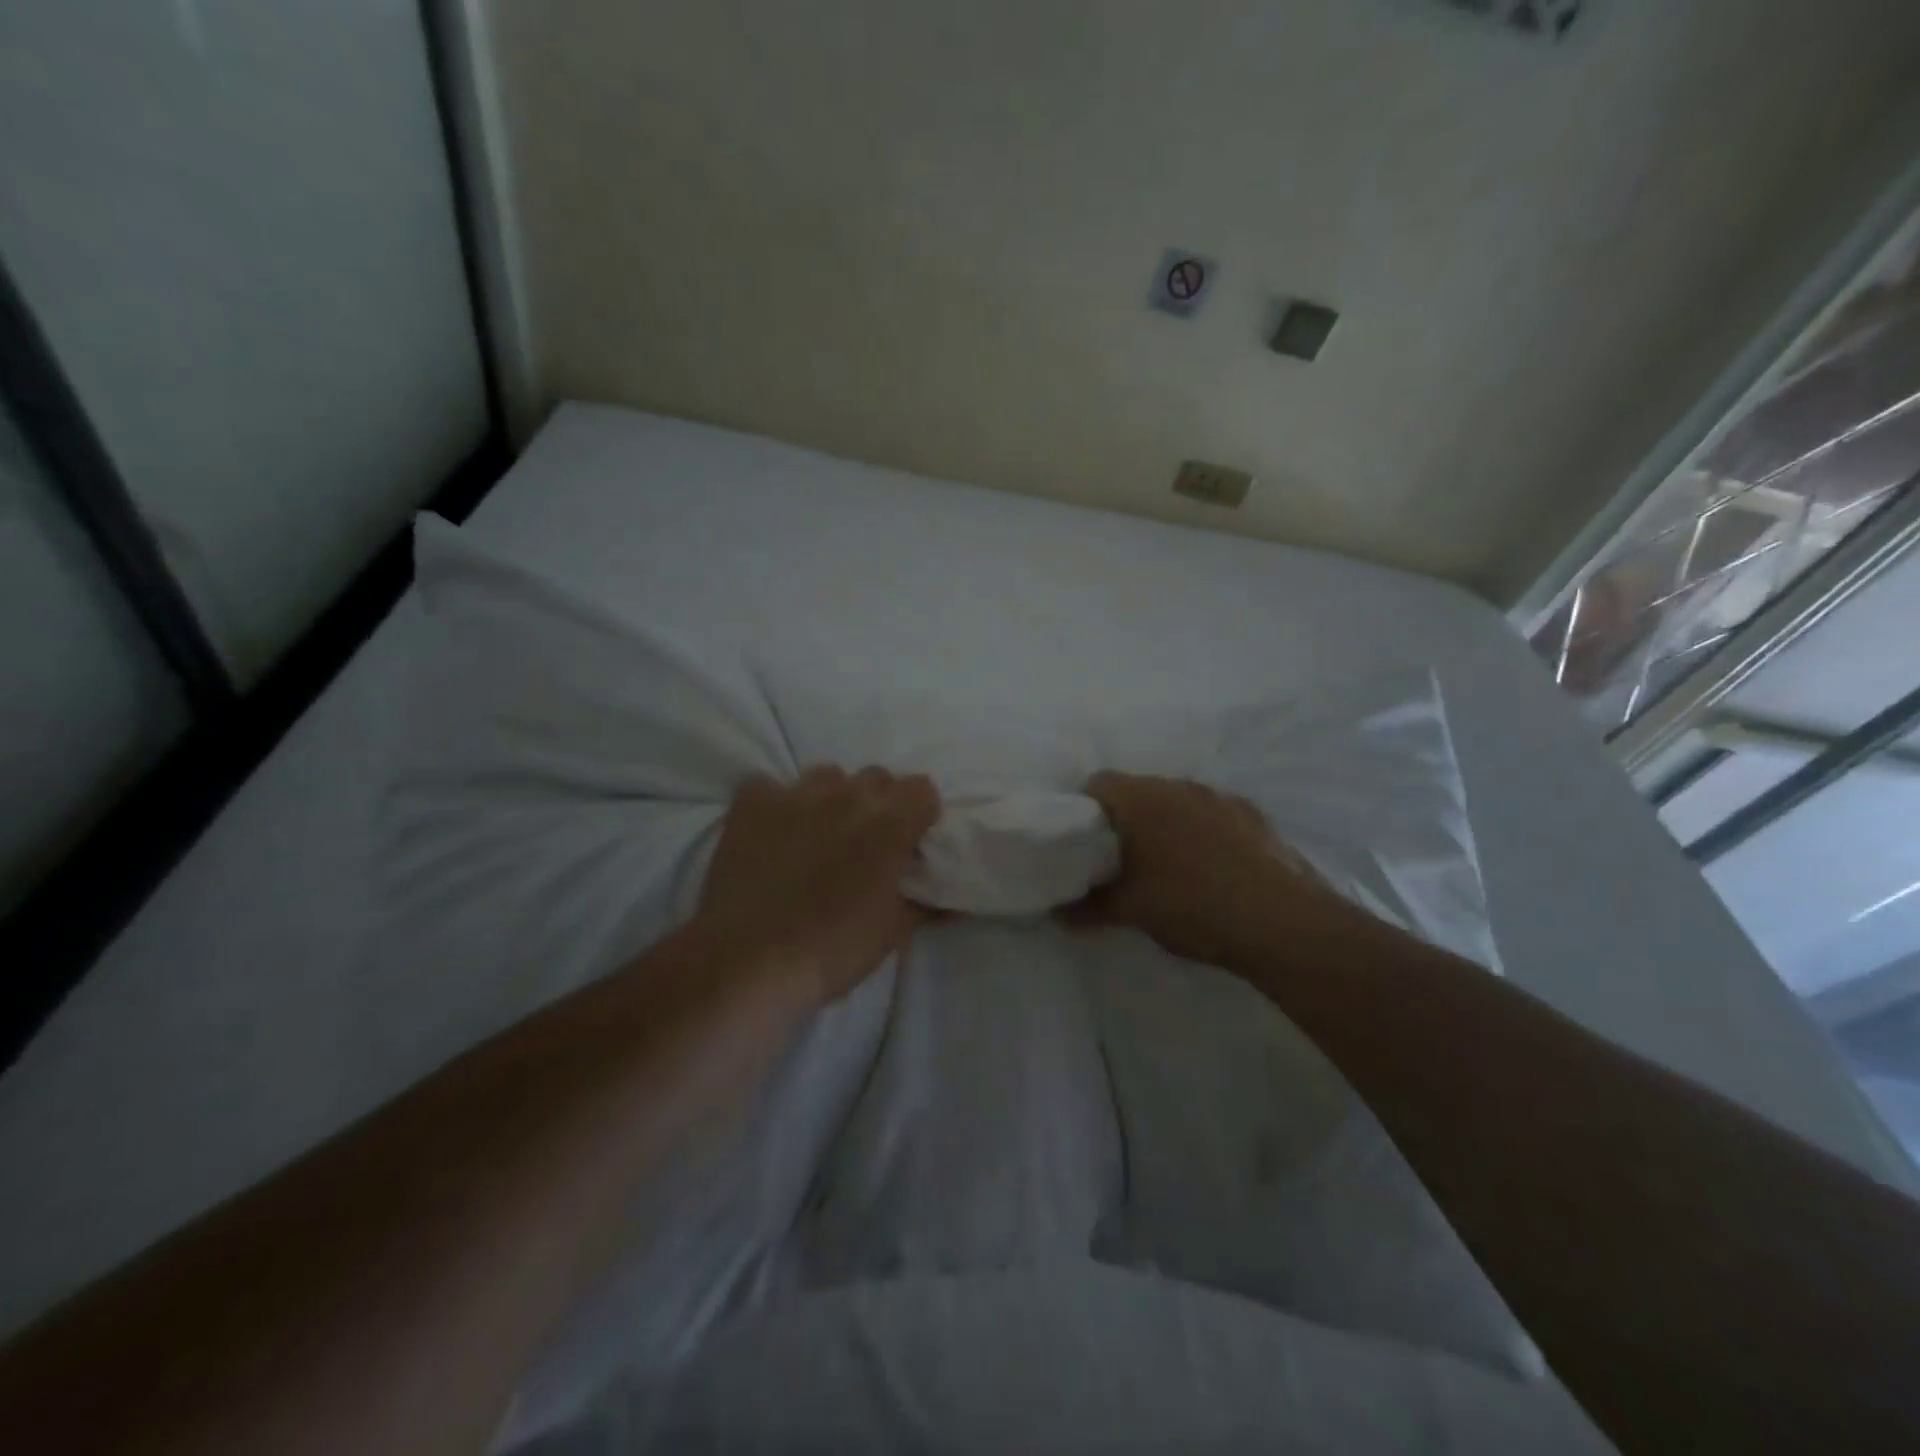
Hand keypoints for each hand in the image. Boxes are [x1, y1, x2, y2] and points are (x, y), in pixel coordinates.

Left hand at [694, 766, 939, 1003]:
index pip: (922, 789)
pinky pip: (769, 785)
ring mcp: (797, 795)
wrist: (747, 962)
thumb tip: (949, 899)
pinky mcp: (752, 802)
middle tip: (864, 841)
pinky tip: (771, 832)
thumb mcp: (890, 934)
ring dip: (831, 799)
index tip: (910, 840)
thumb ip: (924, 905)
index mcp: (889, 826)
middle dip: (878, 803)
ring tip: (818, 834)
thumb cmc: (830, 952)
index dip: (919, 813)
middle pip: (877, 777)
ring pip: (827, 776)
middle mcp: (847, 797)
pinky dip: (774, 803)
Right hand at [1069, 772, 1346, 966]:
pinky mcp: (1253, 815)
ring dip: (1166, 825)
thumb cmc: (1191, 905)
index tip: (1083, 843)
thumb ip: (1088, 908)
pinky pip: (1212, 815)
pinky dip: (1202, 833)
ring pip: (1177, 802)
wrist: (1282, 922)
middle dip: (1125, 820)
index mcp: (1141, 798)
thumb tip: (1058, 915)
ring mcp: (1220, 797)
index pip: (1097, 784)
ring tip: (1167, 867)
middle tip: (1120, 860)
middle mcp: (1178, 785)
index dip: (1083, 810)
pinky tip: (1211, 869)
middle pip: (1138, 791)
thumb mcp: (1131, 911)